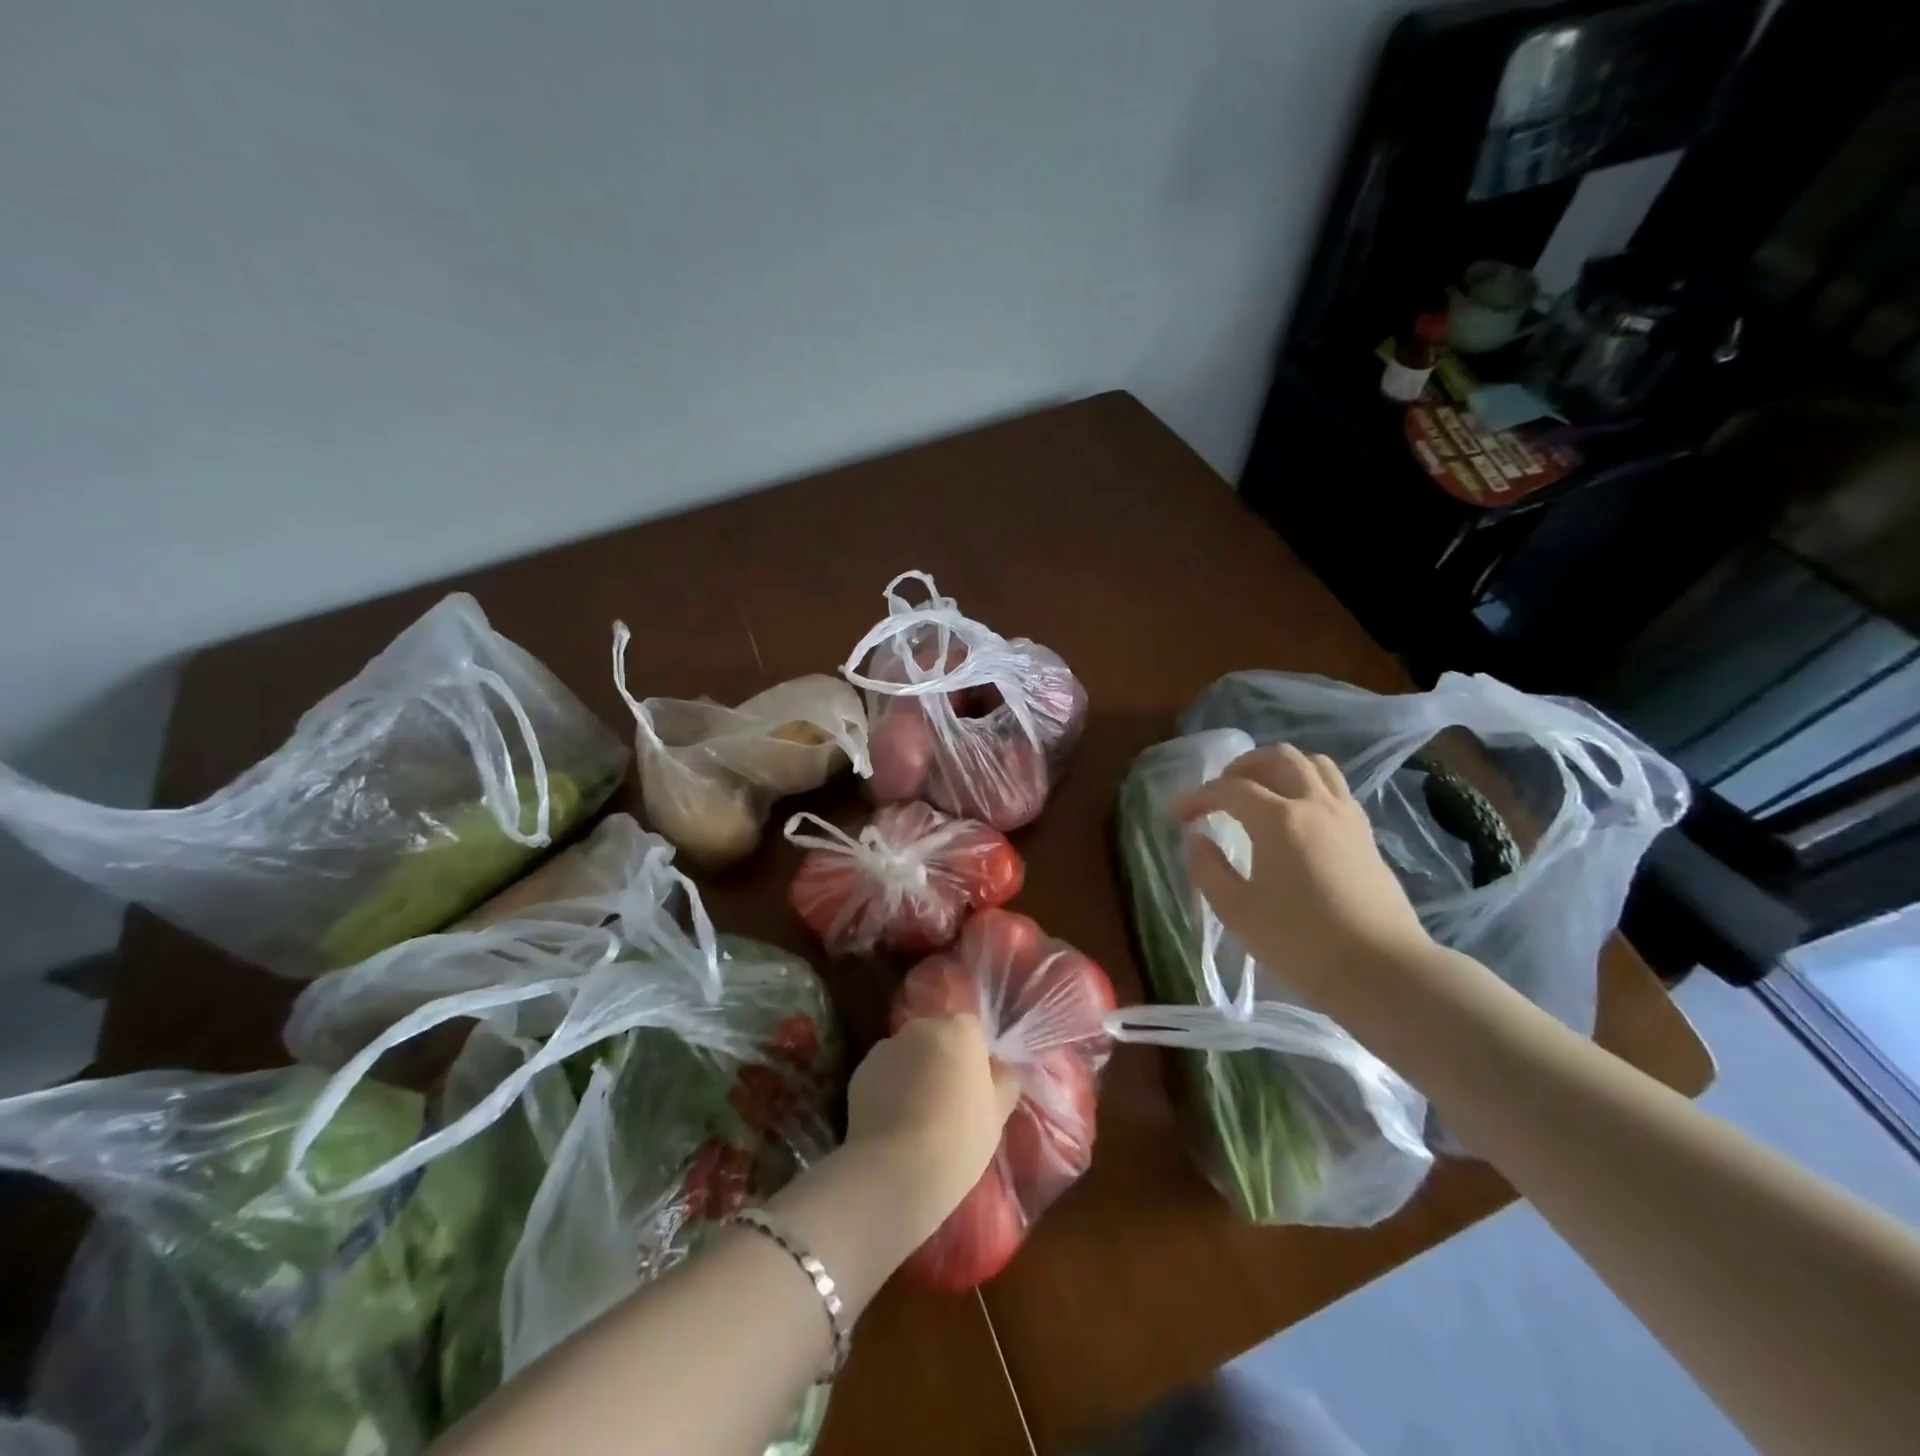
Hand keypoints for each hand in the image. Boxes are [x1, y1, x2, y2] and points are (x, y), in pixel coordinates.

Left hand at [844, 1015, 1021, 1241]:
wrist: (896, 1171)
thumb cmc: (959, 1139)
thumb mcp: (997, 1114)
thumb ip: (1004, 1080)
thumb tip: (1001, 1069)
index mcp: (959, 1030)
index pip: (972, 1030)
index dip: (975, 1057)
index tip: (977, 1089)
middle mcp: (921, 1028)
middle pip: (938, 1036)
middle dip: (943, 1059)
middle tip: (949, 1102)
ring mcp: (887, 1047)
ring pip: (909, 1053)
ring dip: (915, 1071)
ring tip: (918, 1116)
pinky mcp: (860, 1071)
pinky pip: (884, 1073)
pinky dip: (890, 1088)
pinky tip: (894, 1122)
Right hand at [1175, 743, 1432, 1006]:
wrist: (1383, 972)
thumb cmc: (1301, 942)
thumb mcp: (1238, 911)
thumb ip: (1208, 869)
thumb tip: (1196, 839)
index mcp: (1279, 820)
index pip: (1231, 789)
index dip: (1199, 796)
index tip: (1177, 813)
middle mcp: (1315, 805)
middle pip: (1279, 758)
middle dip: (1242, 767)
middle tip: (1221, 790)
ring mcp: (1347, 817)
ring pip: (1314, 766)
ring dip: (1280, 769)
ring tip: (1260, 792)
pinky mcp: (1366, 836)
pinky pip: (1334, 789)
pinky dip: (1307, 787)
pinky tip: (1295, 818)